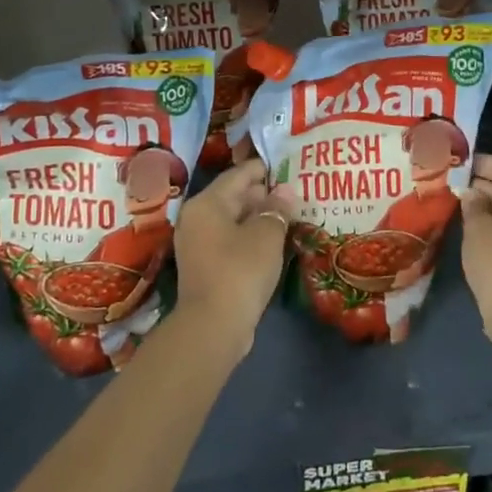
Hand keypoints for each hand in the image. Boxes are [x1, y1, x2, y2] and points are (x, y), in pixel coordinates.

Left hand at [173, 159, 297, 347]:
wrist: (213, 326)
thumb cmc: (240, 270)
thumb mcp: (266, 235)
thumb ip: (276, 209)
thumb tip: (285, 190)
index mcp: (206, 203)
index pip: (238, 174)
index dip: (264, 168)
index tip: (288, 165)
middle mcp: (196, 218)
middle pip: (233, 196)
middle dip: (263, 194)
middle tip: (295, 192)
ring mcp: (197, 243)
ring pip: (232, 220)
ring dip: (258, 217)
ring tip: (289, 215)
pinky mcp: (204, 266)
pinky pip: (230, 240)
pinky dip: (250, 236)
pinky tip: (273, 241)